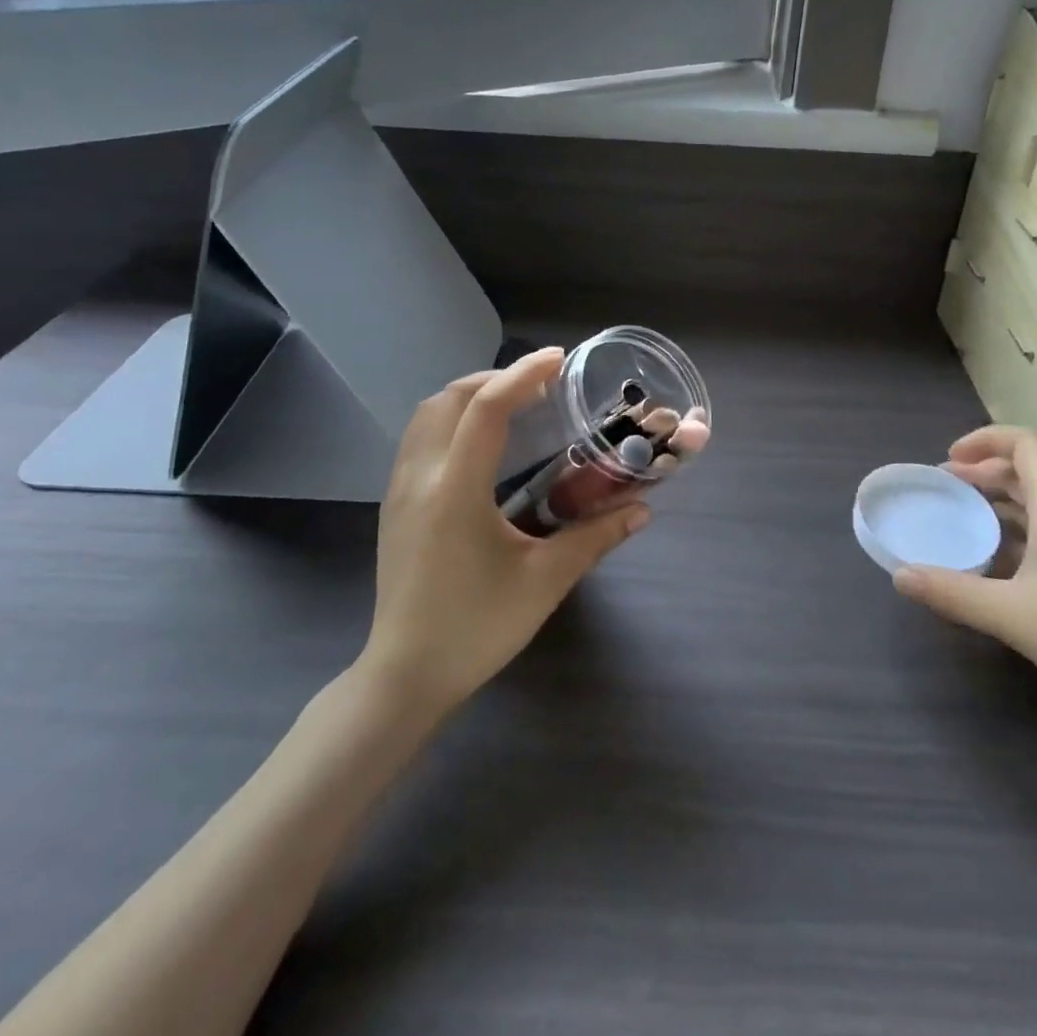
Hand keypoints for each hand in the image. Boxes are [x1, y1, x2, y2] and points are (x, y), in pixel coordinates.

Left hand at [360, 348, 649, 714]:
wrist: (406, 676)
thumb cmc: (476, 628)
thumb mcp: (544, 582)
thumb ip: (595, 538)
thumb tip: (643, 510)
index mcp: (456, 491)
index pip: (485, 409)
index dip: (523, 375)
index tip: (558, 360)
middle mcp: (420, 478)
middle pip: (449, 398)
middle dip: (496, 379)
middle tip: (541, 386)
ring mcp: (399, 490)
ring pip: (426, 414)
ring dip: (469, 396)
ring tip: (513, 405)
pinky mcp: (394, 505)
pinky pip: (419, 438)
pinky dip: (451, 419)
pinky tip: (482, 445)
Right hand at [893, 426, 1036, 746]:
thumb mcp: (1012, 616)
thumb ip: (952, 593)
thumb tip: (899, 575)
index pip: (1027, 444)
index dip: (985, 439)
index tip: (949, 460)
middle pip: (1030, 470)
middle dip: (983, 470)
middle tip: (944, 488)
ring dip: (999, 501)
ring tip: (963, 518)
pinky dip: (1017, 531)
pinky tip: (997, 563)